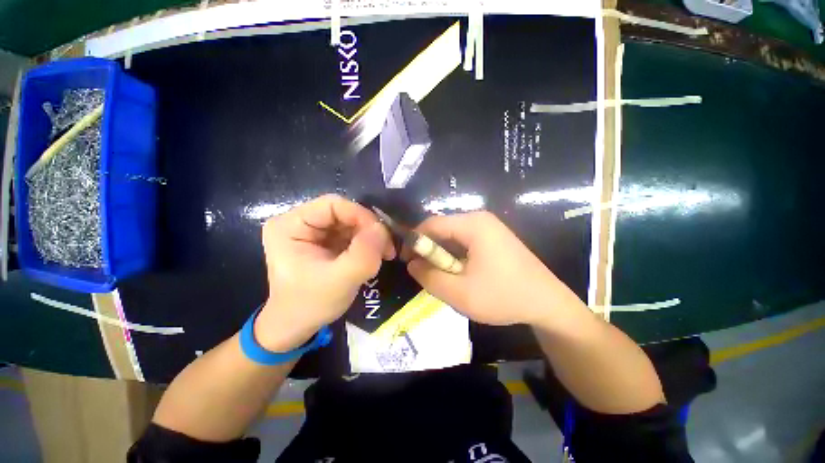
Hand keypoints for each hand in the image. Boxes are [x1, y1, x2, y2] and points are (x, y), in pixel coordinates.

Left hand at [256, 195, 394, 351]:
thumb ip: (363, 254)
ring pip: (351, 222)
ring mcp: (314, 231)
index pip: (332, 204)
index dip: (361, 215)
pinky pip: (352, 232)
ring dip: (371, 236)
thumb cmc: (310, 305)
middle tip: (387, 249)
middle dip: (369, 228)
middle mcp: (300, 222)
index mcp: (290, 225)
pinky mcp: (325, 241)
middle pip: (344, 212)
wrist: (296, 326)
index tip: (381, 237)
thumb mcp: (339, 281)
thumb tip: (382, 229)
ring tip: (383, 255)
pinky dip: (367, 242)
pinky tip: (374, 256)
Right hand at [407, 211, 583, 326]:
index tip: (405, 261)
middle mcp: (480, 219)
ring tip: (444, 278)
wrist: (547, 304)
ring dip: (443, 257)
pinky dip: (455, 257)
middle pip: (442, 229)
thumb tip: (412, 264)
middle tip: (425, 274)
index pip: (431, 224)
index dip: (414, 241)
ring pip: (452, 238)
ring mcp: (489, 228)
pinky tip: (460, 275)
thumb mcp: (459, 293)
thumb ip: (429, 277)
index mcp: (473, 224)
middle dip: (430, 251)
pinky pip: (464, 243)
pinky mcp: (493, 238)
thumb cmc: (503, 297)